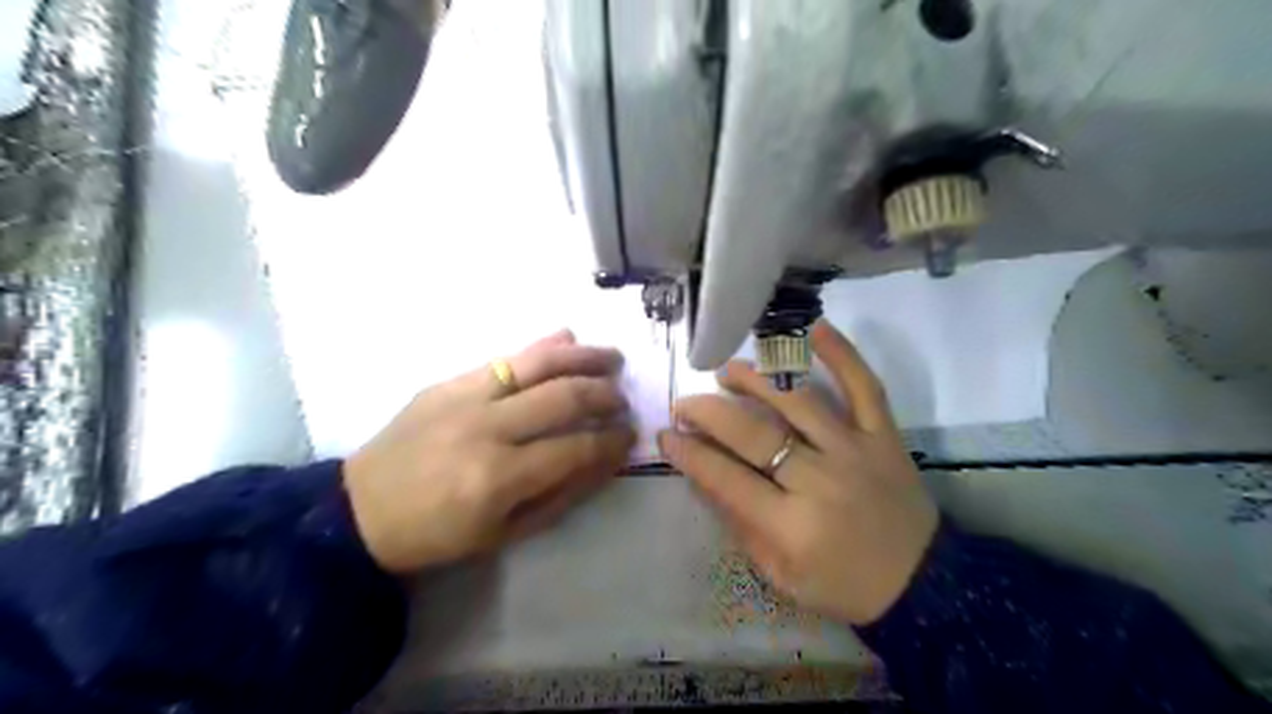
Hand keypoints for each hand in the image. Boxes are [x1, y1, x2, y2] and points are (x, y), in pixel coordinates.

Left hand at [347, 328, 632, 572]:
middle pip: (564, 397)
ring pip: (539, 364)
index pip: (576, 447)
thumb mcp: (506, 533)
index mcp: (500, 477)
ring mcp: (465, 397)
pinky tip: (568, 339)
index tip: (630, 435)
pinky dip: (542, 347)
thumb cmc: (438, 534)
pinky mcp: (449, 381)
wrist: (361, 510)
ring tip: (613, 359)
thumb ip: (562, 494)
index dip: (612, 440)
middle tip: (622, 400)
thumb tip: (606, 460)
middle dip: (605, 395)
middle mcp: (487, 428)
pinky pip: (505, 357)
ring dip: (584, 358)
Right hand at [661, 321, 937, 620]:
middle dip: (709, 413)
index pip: (727, 479)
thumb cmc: (844, 585)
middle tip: (685, 403)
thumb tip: (704, 477)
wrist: (922, 583)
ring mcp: (855, 450)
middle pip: (755, 435)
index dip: (690, 454)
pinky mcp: (884, 436)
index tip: (666, 435)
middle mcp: (820, 480)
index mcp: (791, 525)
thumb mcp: (781, 576)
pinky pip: (864, 387)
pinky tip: (815, 327)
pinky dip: (842, 354)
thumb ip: (741, 526)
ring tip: (727, 371)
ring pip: (798, 402)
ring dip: (756, 381)